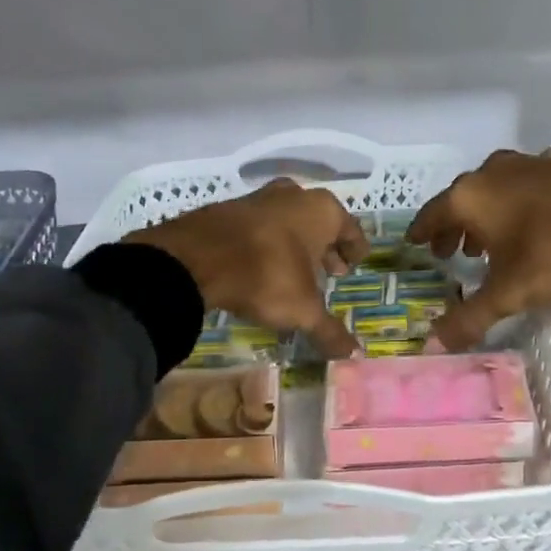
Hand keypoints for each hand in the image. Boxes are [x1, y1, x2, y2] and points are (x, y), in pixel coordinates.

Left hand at [130, 178, 367, 358]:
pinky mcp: (226, 209)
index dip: (355, 250)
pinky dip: (265, 243)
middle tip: (329, 271)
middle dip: (325, 247)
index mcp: (322, 211)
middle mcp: (294, 195)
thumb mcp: (303, 310)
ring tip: (294, 271)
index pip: (351, 230)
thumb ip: (330, 331)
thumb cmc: (266, 275)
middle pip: (319, 222)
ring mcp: (257, 198)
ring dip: (294, 243)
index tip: (354, 265)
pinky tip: (260, 266)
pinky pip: (257, 227)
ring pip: (286, 220)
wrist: (195, 259)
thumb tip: (354, 355)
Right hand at [407, 150, 550, 350]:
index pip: (432, 214)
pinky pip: (528, 185)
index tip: (414, 243)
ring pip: (496, 190)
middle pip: (462, 200)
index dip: (421, 232)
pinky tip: (534, 221)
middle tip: (452, 252)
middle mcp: (493, 172)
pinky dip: (520, 203)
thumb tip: (434, 346)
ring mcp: (530, 164)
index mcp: (470, 197)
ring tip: (491, 242)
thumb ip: (470, 318)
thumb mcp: (509, 292)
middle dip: (455, 227)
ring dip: (488, 215)